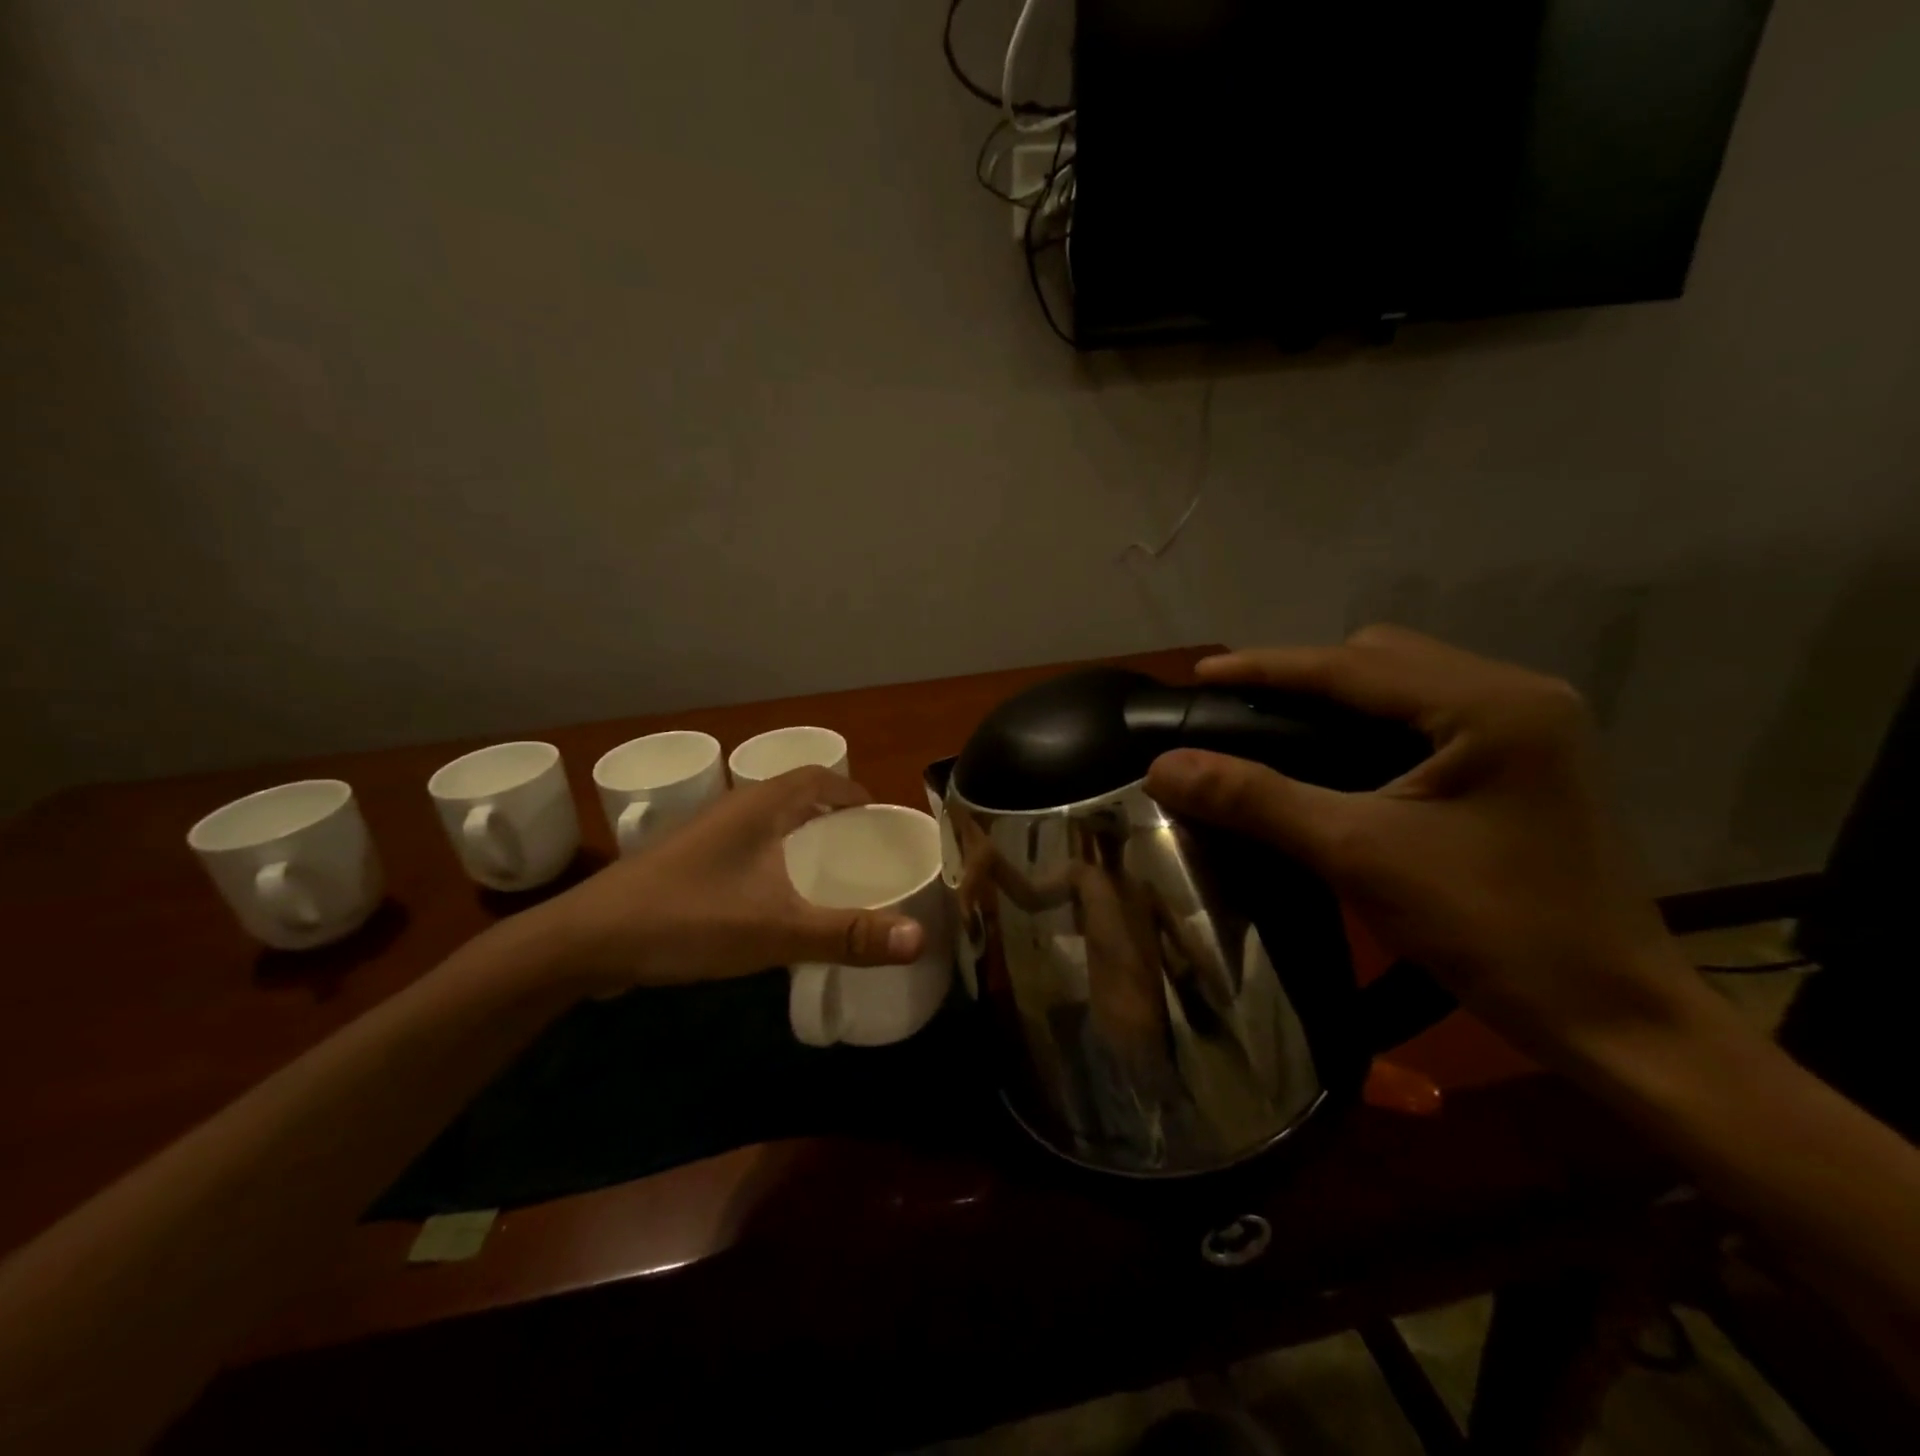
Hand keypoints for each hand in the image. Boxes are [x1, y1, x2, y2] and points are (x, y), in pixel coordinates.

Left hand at [537, 767, 926, 993]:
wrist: (585, 942)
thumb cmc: (686, 919)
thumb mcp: (776, 931)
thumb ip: (848, 934)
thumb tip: (920, 937)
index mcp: (760, 807)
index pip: (818, 776)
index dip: (852, 790)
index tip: (880, 818)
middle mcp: (733, 810)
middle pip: (794, 796)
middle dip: (832, 815)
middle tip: (862, 849)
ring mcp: (705, 837)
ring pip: (766, 824)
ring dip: (800, 837)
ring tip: (828, 872)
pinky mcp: (686, 865)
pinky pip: (745, 849)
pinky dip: (772, 861)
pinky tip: (775, 899)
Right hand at [1144, 626, 1697, 1064]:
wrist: (1613, 1017)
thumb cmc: (1494, 930)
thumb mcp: (1360, 855)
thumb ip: (1257, 800)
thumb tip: (1163, 767)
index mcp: (1491, 704)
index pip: (1352, 664)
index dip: (1265, 666)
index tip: (1198, 674)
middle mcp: (1517, 695)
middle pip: (1381, 658)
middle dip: (1303, 676)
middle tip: (1239, 710)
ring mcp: (1528, 727)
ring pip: (1404, 684)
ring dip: (1335, 699)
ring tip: (1274, 728)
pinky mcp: (1524, 761)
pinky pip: (1426, 716)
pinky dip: (1368, 725)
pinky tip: (1335, 758)